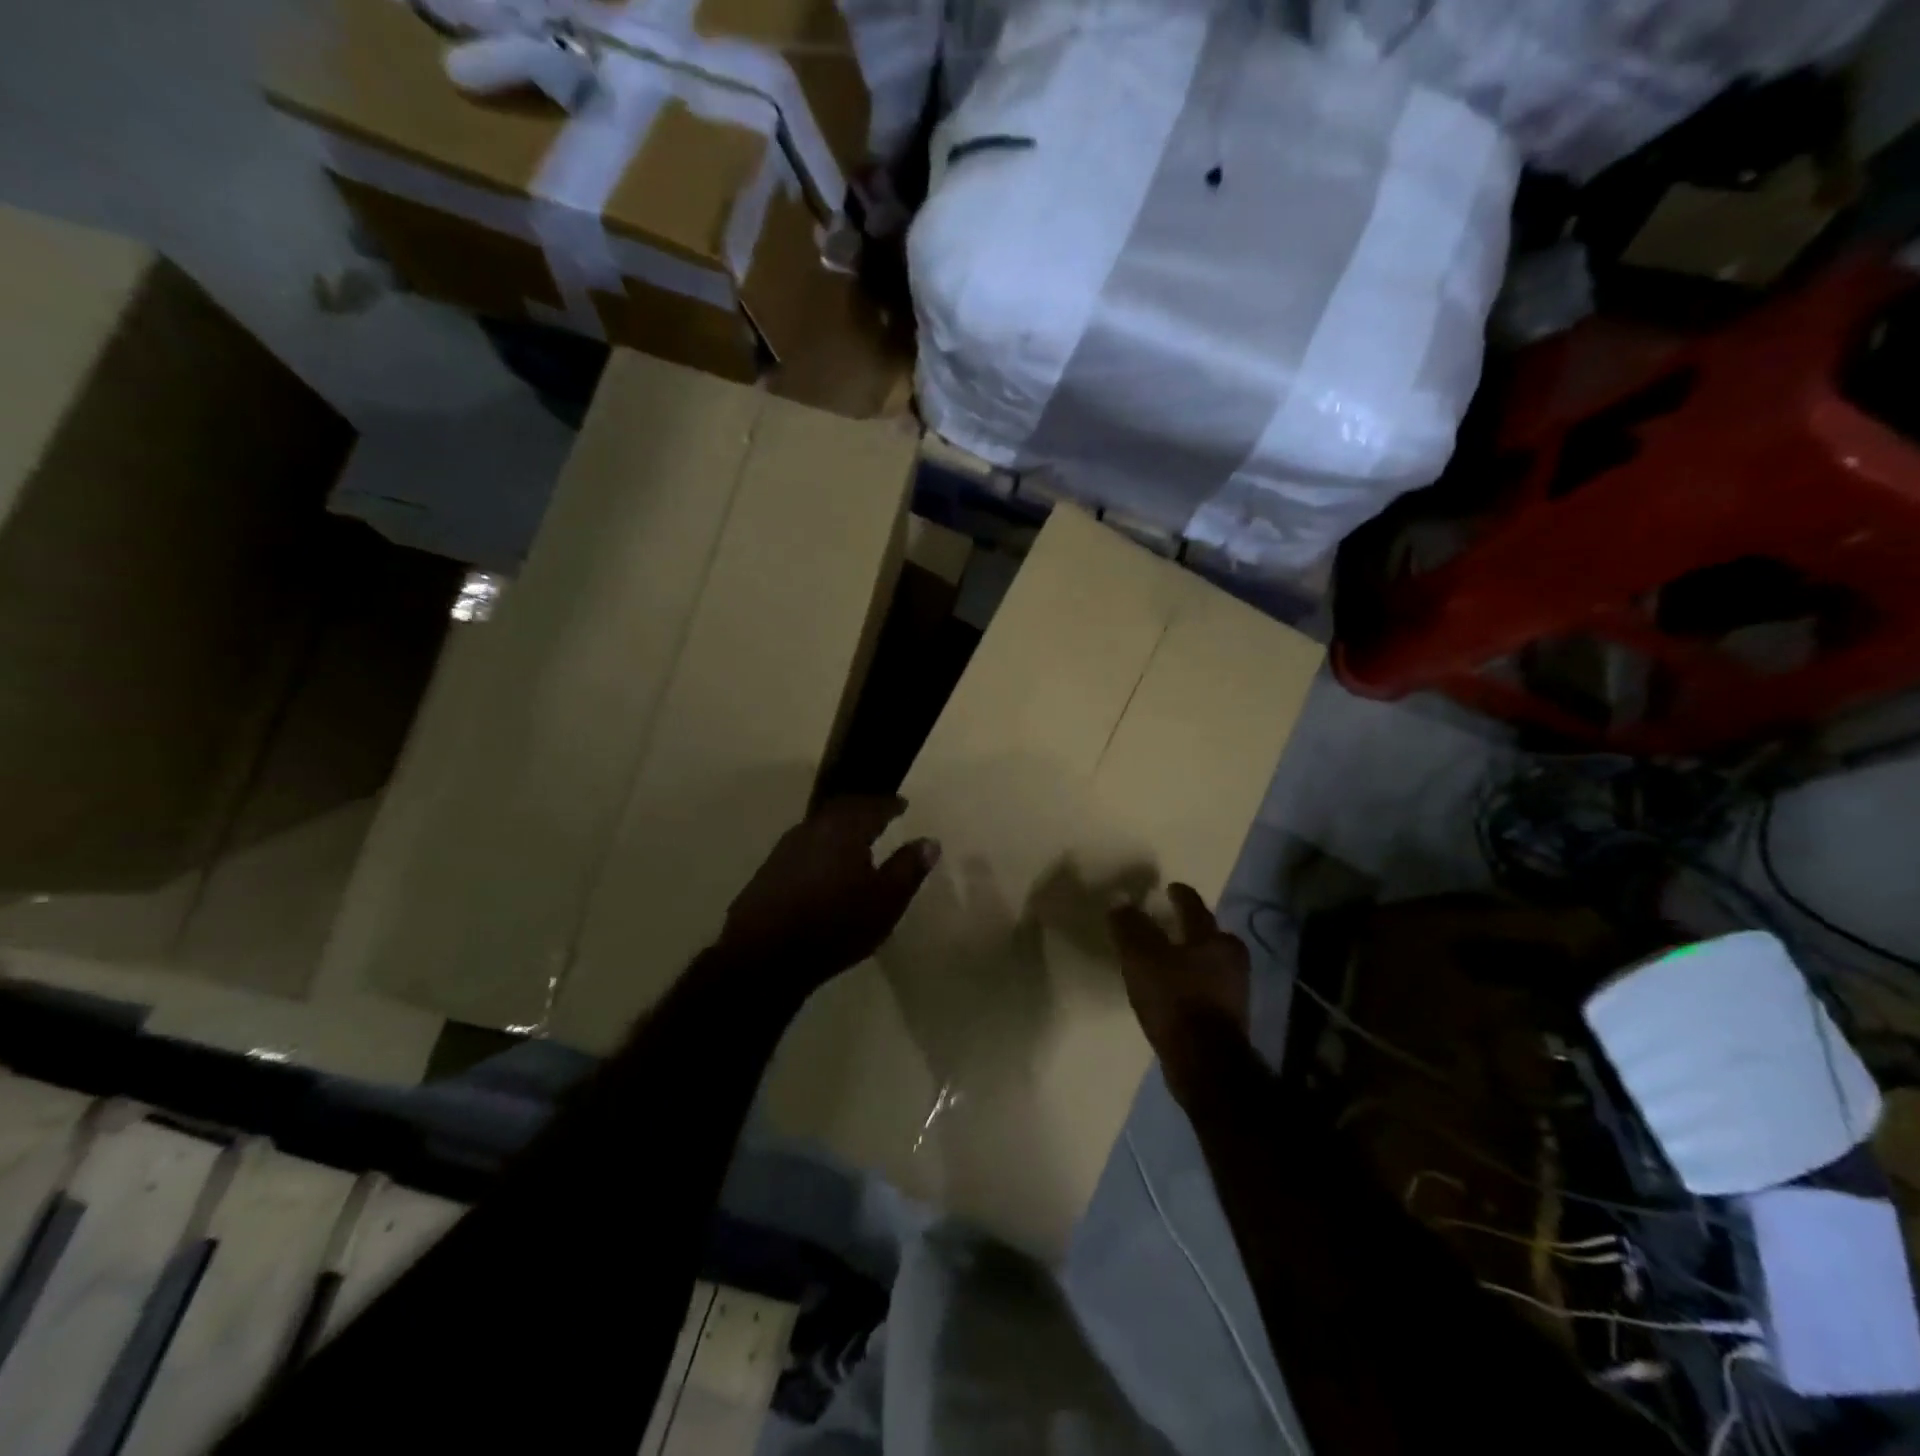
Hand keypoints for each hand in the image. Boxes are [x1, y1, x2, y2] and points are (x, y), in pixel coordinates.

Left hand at [719, 796, 939, 990]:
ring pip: (821, 826)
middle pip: (842, 809)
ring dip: (841, 827)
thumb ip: (908, 868)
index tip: (902, 805)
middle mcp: (813, 828)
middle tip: (880, 814)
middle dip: (864, 809)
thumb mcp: (885, 901)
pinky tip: (826, 865)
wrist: (764, 956)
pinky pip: (805, 846)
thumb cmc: (835, 925)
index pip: (872, 805)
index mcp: (844, 829)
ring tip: (856, 839)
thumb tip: (930, 841)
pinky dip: (822, 846)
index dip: (890, 804)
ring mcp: (786, 848)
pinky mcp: (769, 870)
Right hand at [1110, 884, 1250, 1072]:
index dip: (1180, 894)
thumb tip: (1121, 900)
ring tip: (1170, 960)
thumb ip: (1130, 927)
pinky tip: (1175, 992)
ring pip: (1211, 963)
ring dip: (1193, 958)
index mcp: (1213, 939)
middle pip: (1211, 935)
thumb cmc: (1174, 999)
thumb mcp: (1141, 957)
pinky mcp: (1228, 1019)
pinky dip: (1193, 984)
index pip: (1194, 906)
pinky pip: (1208, 989)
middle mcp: (1231, 960)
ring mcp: (1235, 992)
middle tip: (1173, 924)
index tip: (1171, 887)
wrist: (1204, 1064)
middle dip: (1193, 928)